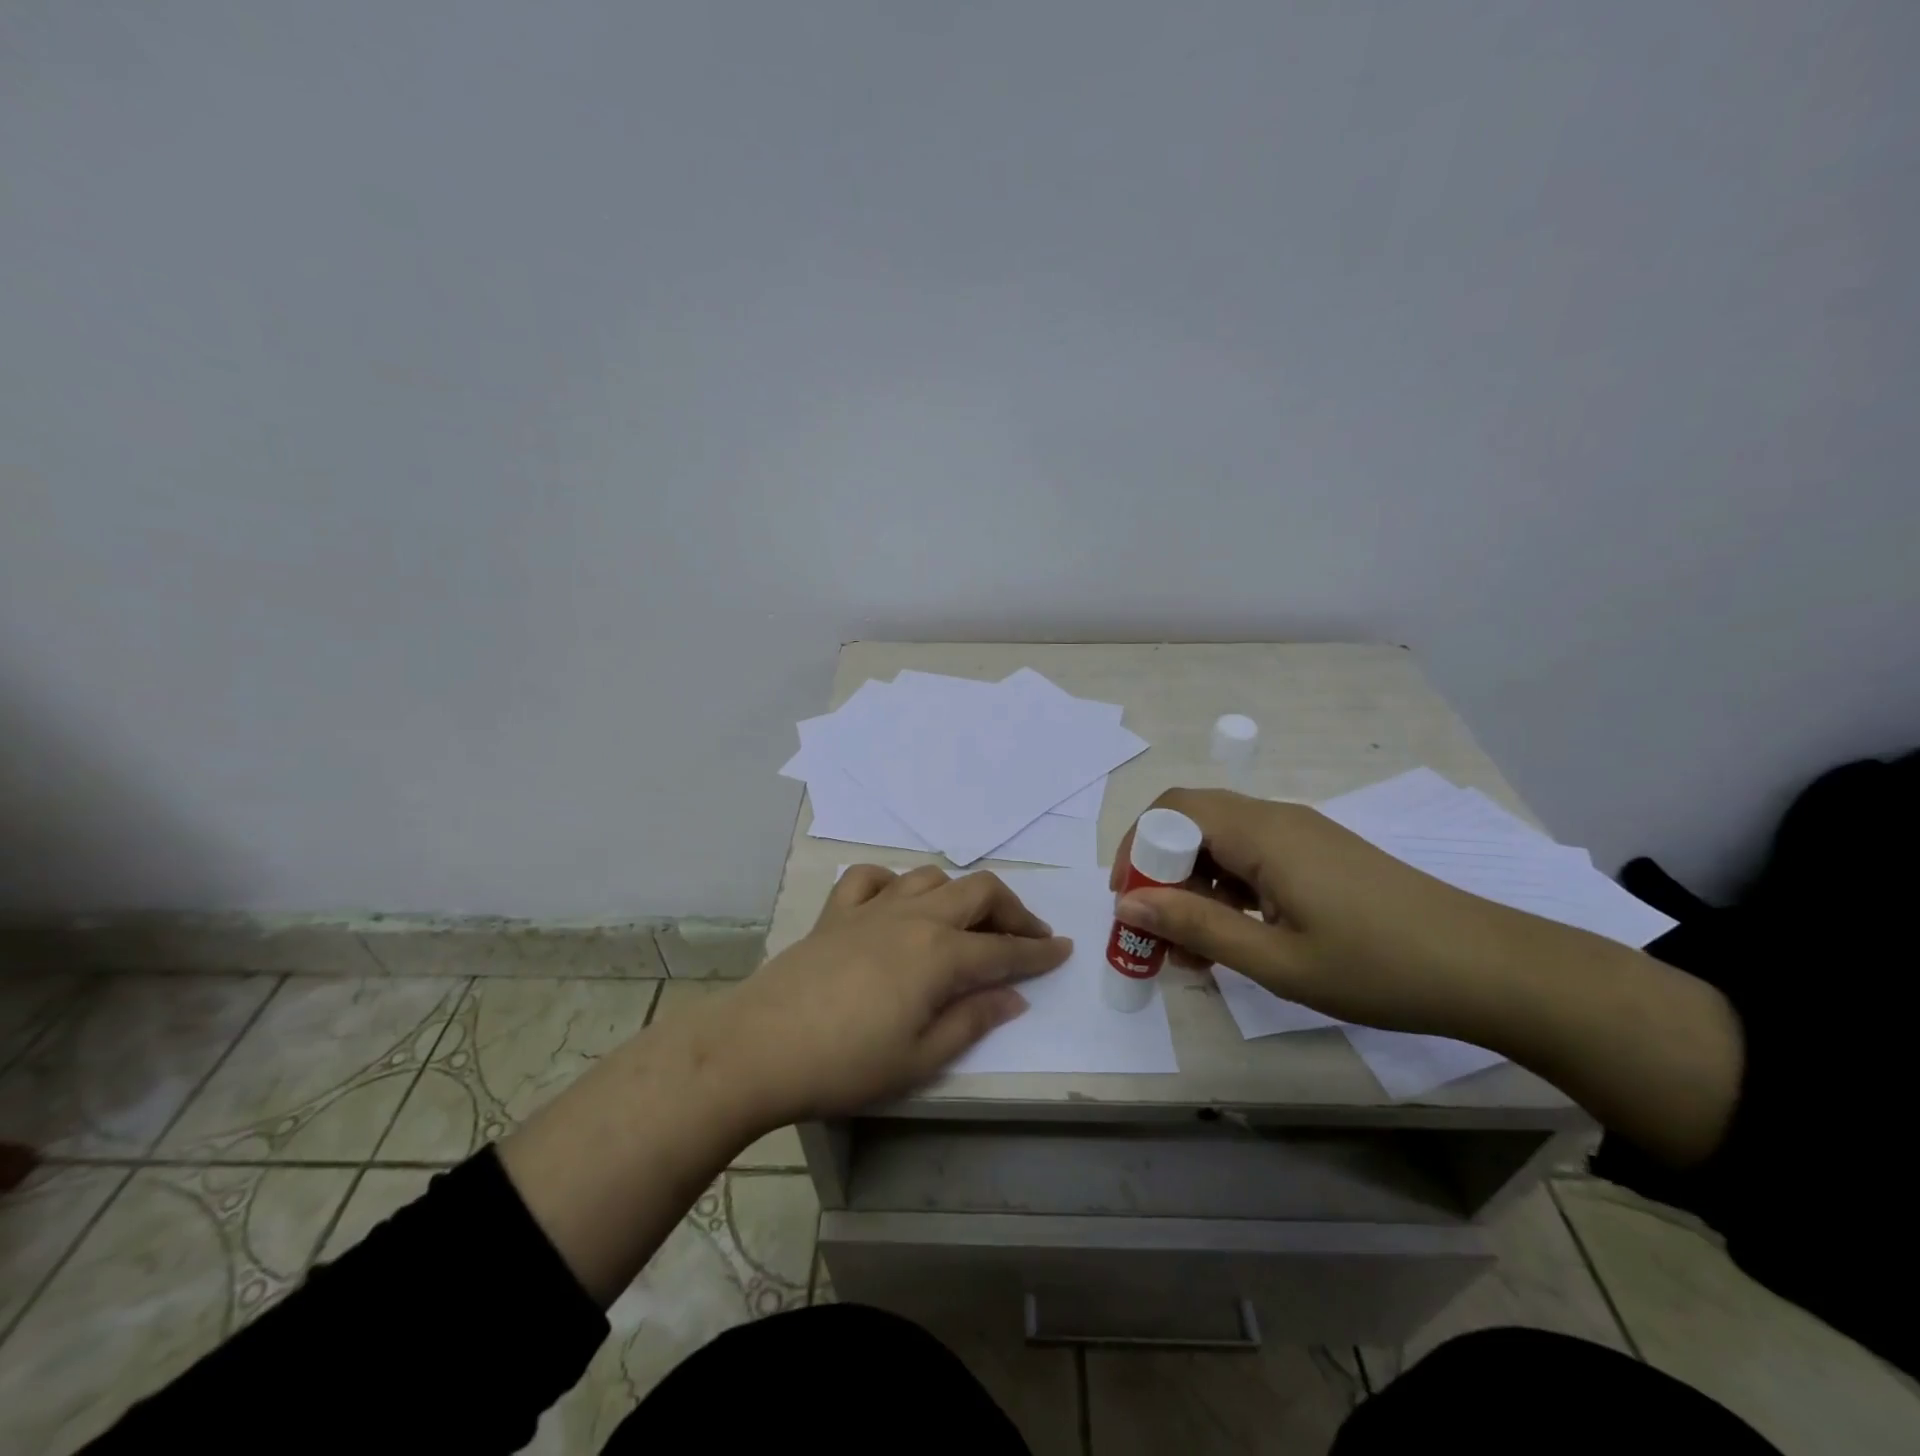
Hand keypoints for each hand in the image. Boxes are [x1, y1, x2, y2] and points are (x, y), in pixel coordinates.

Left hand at [699, 866, 1071, 1125]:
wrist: (760, 1048)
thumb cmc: (846, 1064)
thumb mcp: (921, 1057)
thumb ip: (973, 1019)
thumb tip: (1013, 996)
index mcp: (940, 954)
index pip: (1004, 948)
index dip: (1039, 951)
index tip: (1064, 950)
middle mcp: (913, 916)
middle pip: (978, 892)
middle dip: (1012, 911)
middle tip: (1028, 936)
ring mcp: (873, 908)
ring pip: (931, 877)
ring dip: (959, 894)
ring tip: (967, 921)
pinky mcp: (837, 911)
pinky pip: (871, 877)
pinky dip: (893, 882)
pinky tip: (896, 903)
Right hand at [1111, 789, 1553, 1036]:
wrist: (1492, 969)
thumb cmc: (1379, 968)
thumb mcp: (1276, 961)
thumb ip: (1196, 928)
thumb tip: (1127, 906)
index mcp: (1261, 834)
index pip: (1172, 811)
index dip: (1136, 849)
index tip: (1129, 904)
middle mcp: (1277, 819)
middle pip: (1193, 821)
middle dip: (1162, 871)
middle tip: (1160, 931)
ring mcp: (1303, 834)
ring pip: (1222, 841)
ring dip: (1196, 884)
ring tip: (1200, 949)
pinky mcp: (1321, 853)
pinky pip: (1254, 855)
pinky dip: (1229, 888)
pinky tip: (1242, 936)